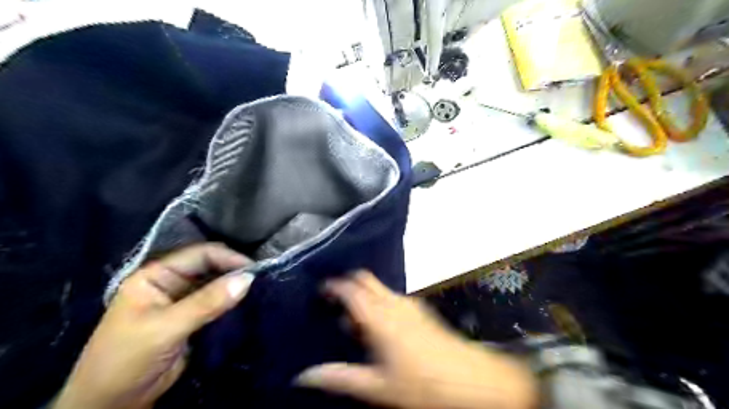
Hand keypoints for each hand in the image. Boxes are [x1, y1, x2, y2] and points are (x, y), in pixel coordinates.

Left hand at [52, 243, 254, 407]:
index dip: (228, 258)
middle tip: (262, 279)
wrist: (112, 405)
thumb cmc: (126, 360)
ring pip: (216, 285)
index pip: (199, 255)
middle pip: (210, 267)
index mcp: (156, 275)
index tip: (255, 269)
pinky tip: (248, 303)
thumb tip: (247, 279)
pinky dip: (232, 302)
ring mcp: (182, 301)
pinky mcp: (193, 319)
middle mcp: (171, 283)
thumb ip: (206, 302)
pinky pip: (217, 303)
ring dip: (235, 287)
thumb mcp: (165, 328)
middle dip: (234, 271)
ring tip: (260, 289)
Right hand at [292, 272, 536, 408]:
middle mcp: (393, 304)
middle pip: (365, 279)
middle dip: (347, 283)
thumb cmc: (421, 384)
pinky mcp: (420, 311)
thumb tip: (305, 376)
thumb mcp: (377, 386)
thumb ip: (340, 378)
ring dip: (363, 294)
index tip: (320, 291)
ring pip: (379, 288)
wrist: (469, 380)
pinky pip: (391, 297)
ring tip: (350, 317)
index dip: (333, 286)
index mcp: (379, 317)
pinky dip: (377, 302)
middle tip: (333, 299)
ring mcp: (409, 305)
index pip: (351, 290)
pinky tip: (377, 325)